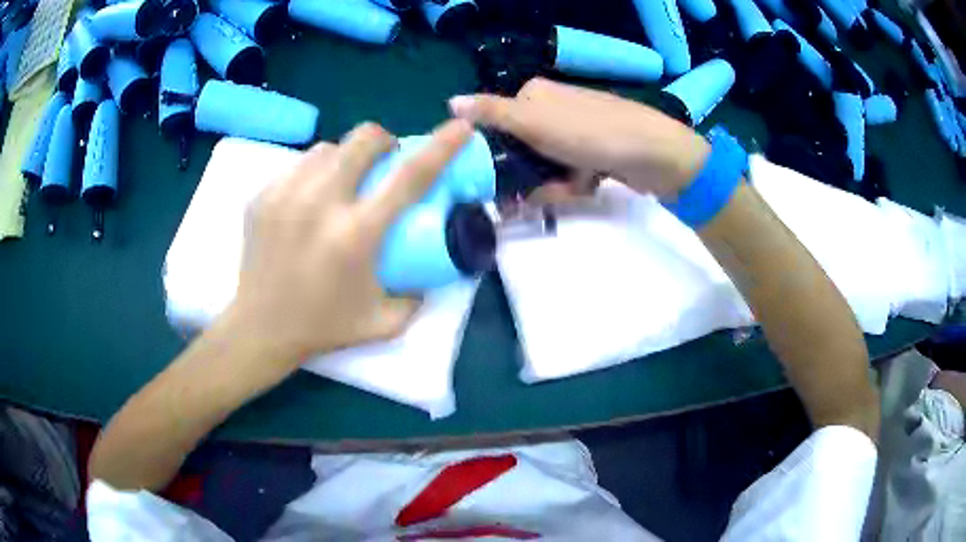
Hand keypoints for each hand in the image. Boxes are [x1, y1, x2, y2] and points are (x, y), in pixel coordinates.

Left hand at [226, 120, 474, 366]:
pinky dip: (315, 173)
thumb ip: (418, 295)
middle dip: (385, 141)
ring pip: (329, 148)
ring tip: (344, 184)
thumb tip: (433, 269)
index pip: (410, 176)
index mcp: (357, 234)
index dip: (442, 146)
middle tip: (386, 163)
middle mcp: (321, 204)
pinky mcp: (263, 196)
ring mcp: (286, 195)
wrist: (260, 328)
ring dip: (346, 158)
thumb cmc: (324, 327)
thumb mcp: (385, 322)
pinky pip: (299, 165)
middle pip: (364, 139)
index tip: (460, 126)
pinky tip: (311, 200)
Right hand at [449, 78, 710, 198]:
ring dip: (553, 184)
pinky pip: (568, 174)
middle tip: (543, 188)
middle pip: (521, 150)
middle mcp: (553, 109)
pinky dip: (573, 185)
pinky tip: (588, 185)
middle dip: (530, 175)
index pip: (498, 124)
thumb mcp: (536, 121)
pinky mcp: (593, 153)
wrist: (657, 155)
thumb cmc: (593, 133)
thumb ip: (492, 113)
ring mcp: (575, 132)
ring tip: (576, 185)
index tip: (496, 177)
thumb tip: (449, 102)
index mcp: (535, 94)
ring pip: (544, 166)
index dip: (496, 153)